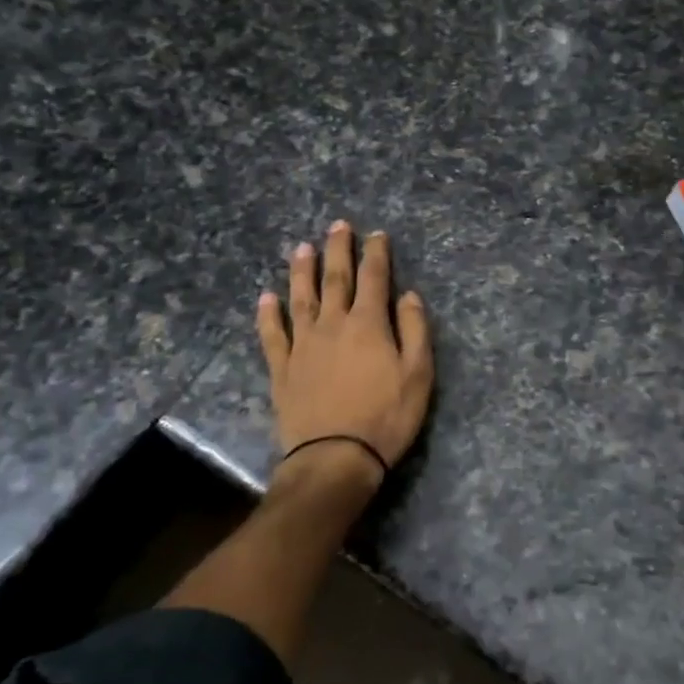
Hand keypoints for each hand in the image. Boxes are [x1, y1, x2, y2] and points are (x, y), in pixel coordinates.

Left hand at [258, 221, 433, 485]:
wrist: (335, 458)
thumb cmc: (386, 417)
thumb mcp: (418, 375)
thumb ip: (415, 330)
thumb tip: (409, 295)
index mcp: (368, 325)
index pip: (374, 278)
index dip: (376, 254)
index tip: (377, 234)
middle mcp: (333, 325)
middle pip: (335, 279)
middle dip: (338, 250)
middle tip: (338, 225)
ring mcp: (303, 345)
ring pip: (300, 298)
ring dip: (302, 271)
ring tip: (301, 247)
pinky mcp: (282, 369)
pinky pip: (272, 335)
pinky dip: (268, 315)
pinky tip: (265, 298)